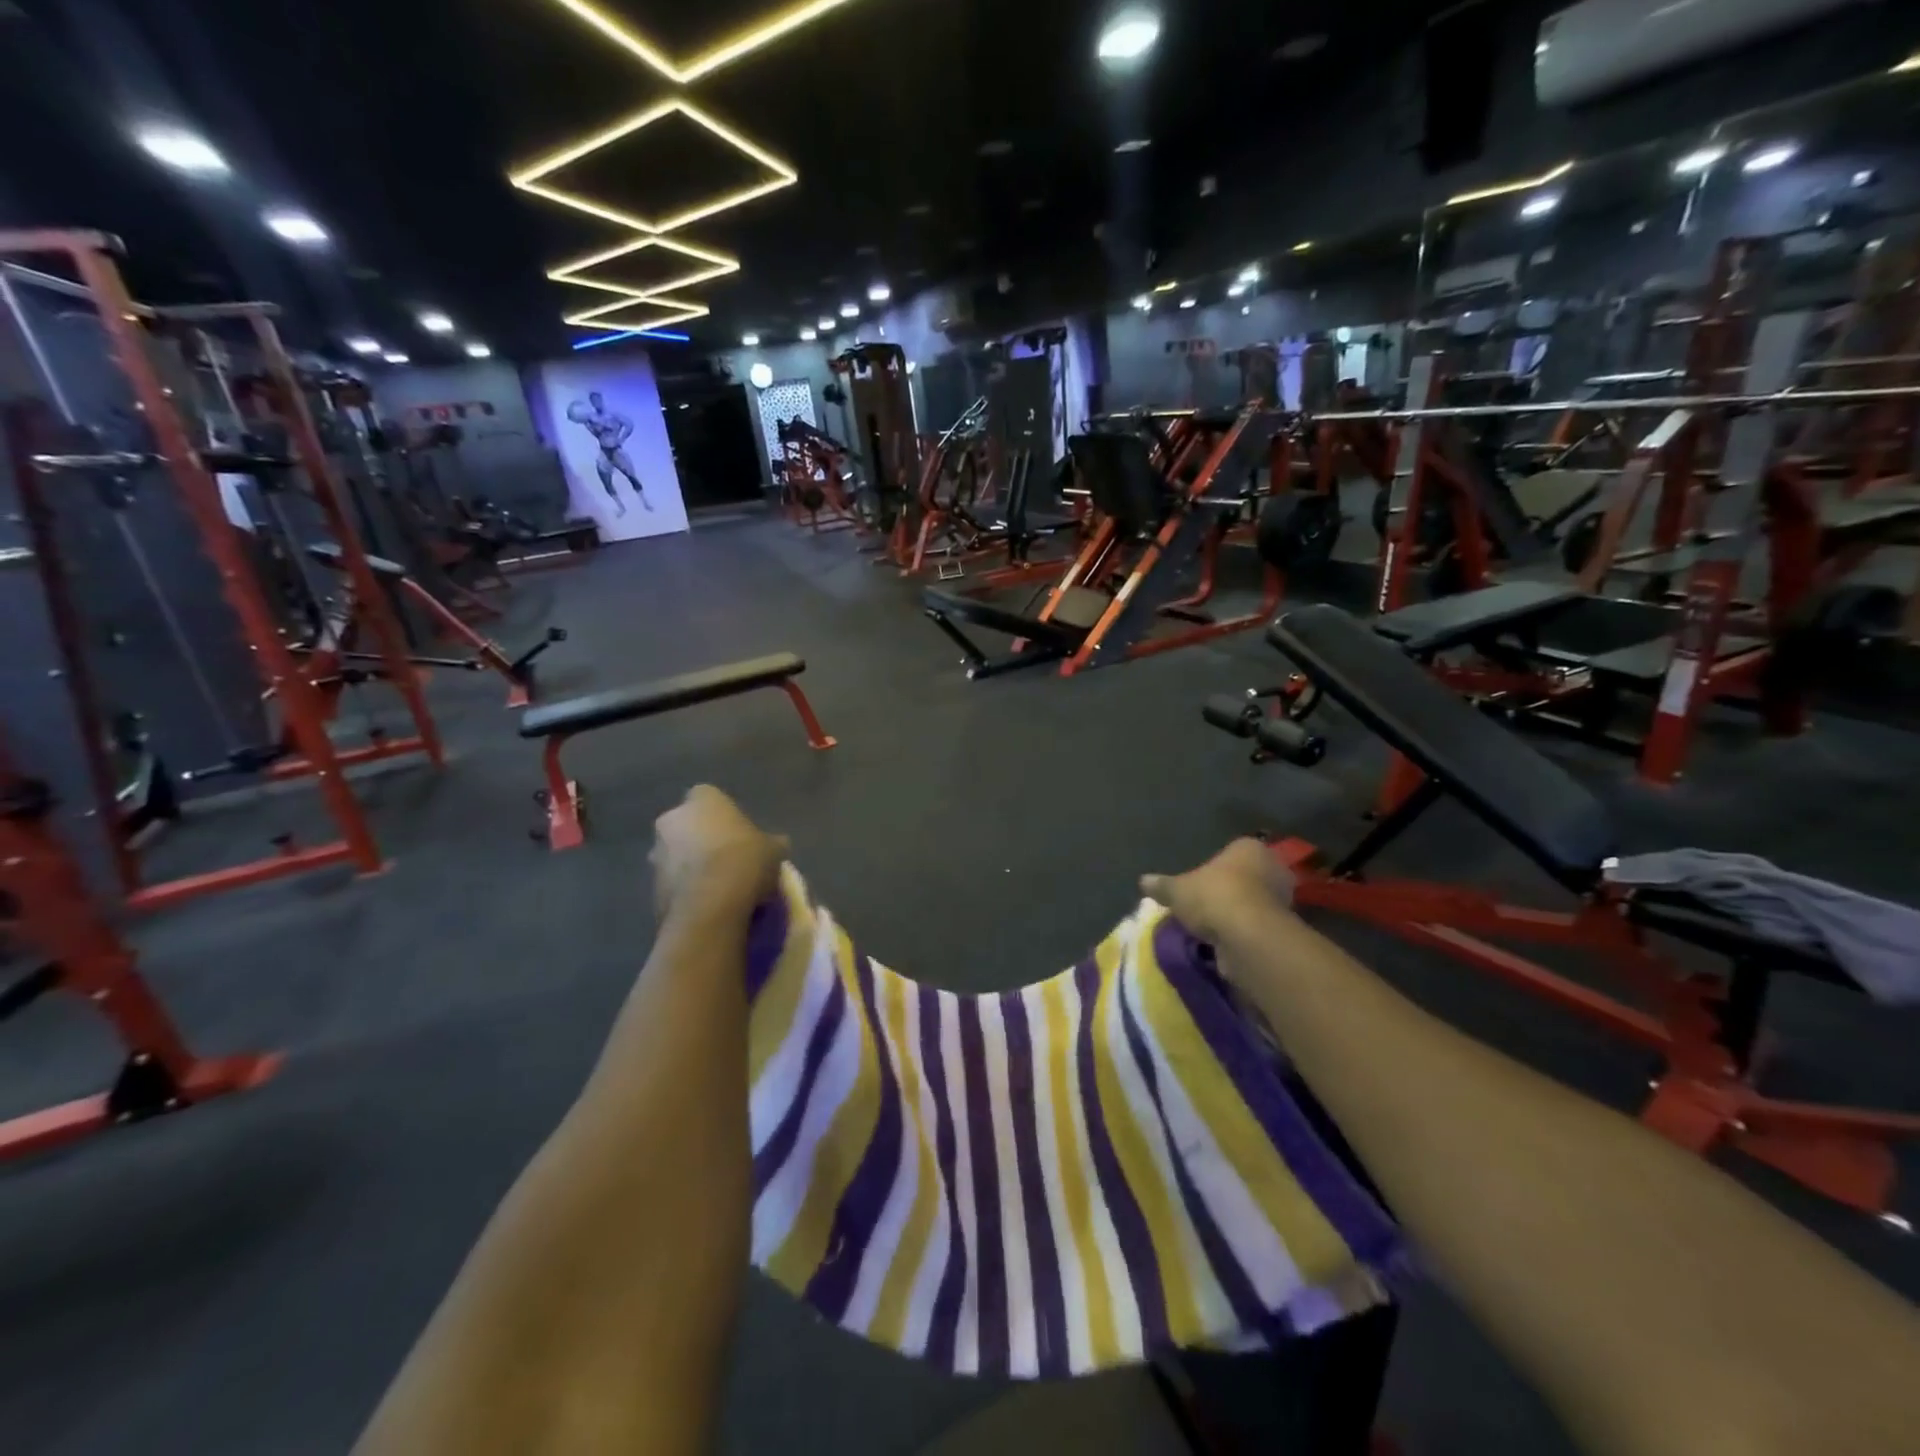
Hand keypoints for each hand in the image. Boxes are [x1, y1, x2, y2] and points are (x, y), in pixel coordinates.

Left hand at [651, 786, 788, 919]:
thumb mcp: (773, 849)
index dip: (724, 816)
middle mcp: (672, 820)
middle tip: (727, 859)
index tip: (738, 833)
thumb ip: (770, 842)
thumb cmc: (745, 860)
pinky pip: (672, 883)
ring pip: (676, 855)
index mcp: (702, 800)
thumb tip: (776, 844)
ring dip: (690, 866)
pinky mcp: (651, 887)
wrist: (711, 904)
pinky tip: (707, 904)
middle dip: (701, 840)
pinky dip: (685, 890)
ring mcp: (657, 854)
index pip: (709, 798)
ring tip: (717, 887)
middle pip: (687, 825)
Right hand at [1141, 839, 1295, 945]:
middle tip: (1204, 905)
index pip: (1232, 851)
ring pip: (1253, 904)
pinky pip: (1257, 928)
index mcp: (1248, 848)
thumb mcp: (1177, 890)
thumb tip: (1143, 880)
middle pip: (1246, 877)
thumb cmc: (1214, 897)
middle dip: (1229, 890)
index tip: (1200, 883)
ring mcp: (1282, 899)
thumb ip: (1162, 885)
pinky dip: (1244, 935)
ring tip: (1211, 929)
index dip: (1216, 867)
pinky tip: (1224, 944)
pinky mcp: (1284, 929)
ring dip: (1237, 915)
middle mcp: (1272, 868)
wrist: (1249, 937)